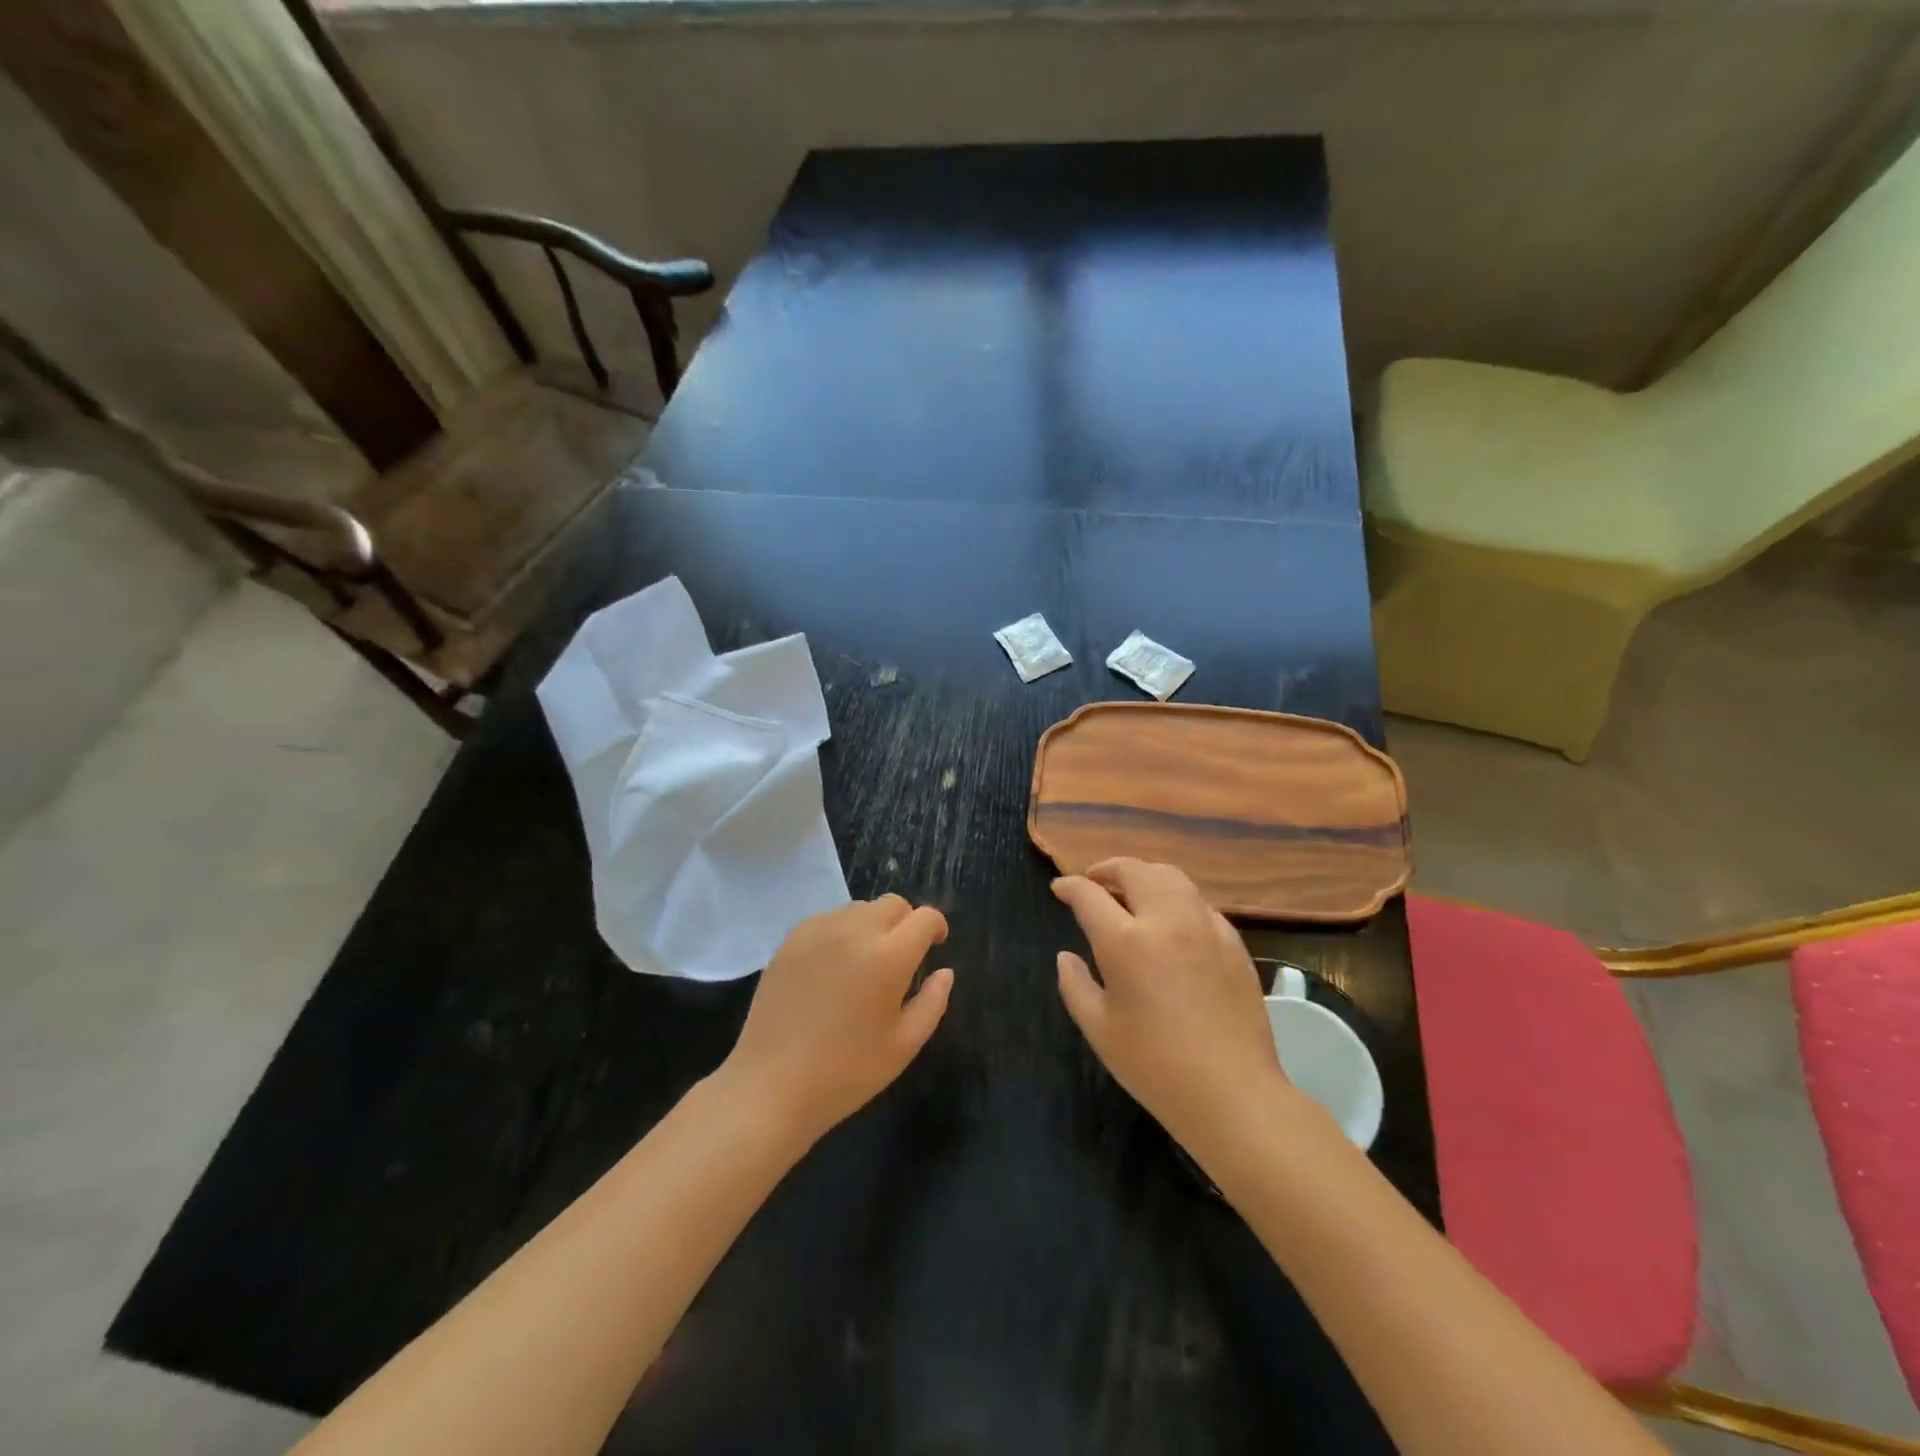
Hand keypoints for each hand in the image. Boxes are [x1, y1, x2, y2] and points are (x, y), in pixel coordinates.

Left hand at [723, 895, 953, 1144]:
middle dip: (906, 922)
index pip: (925, 917)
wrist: (772, 1084)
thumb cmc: (847, 1071)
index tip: (935, 947)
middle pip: (893, 904)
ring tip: (864, 962)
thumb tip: (944, 971)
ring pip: (859, 908)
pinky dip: (841, 931)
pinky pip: (828, 919)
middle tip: (901, 957)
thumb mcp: (904, 1045)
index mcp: (889, 956)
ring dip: (873, 925)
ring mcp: (819, 930)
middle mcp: (855, 931)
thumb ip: (933, 1002)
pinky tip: (833, 966)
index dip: (936, 927)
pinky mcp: (791, 938)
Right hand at [1053, 859, 1291, 1162]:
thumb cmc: (1154, 1066)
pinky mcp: (1233, 941)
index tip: (1060, 889)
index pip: (1089, 894)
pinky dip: (1176, 898)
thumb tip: (1066, 956)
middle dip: (1107, 869)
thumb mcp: (1098, 1029)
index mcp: (1125, 941)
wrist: (1232, 1092)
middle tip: (1094, 881)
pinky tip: (1172, 920)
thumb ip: (1075, 984)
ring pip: (1171, 877)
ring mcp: (1205, 926)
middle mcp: (1166, 920)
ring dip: (1144, 875)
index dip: (1070, 887)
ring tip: (1132, 890)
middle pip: (1134, 870)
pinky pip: (1199, 902)